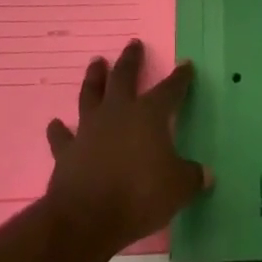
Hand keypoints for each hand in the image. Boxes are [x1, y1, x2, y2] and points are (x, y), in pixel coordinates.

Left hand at [45, 39, 209, 254]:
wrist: (87, 218)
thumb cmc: (140, 195)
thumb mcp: (178, 188)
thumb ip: (192, 177)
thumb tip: (206, 174)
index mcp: (149, 115)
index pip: (169, 89)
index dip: (179, 78)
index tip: (185, 64)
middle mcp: (118, 113)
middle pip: (124, 77)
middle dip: (131, 60)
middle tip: (133, 44)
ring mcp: (89, 129)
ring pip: (91, 95)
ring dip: (94, 78)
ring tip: (96, 63)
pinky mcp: (67, 151)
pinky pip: (62, 136)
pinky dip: (59, 130)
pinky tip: (55, 124)